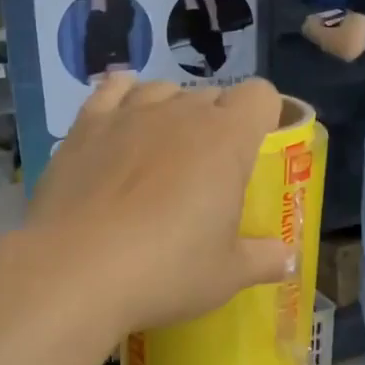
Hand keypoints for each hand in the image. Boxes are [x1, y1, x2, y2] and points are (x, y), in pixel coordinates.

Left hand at [28, 74, 292, 332]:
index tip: (259, 148)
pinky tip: (122, 122)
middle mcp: (179, 112)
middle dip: (218, 123)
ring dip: (172, 110)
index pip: (260, 96)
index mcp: (226, 139)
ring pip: (162, 89)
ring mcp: (127, 114)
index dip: (265, 116)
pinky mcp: (84, 127)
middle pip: (211, 95)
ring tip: (164, 150)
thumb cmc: (166, 271)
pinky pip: (112, 90)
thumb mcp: (227, 275)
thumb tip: (289, 259)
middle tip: (210, 171)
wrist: (75, 272)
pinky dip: (123, 97)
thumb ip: (264, 259)